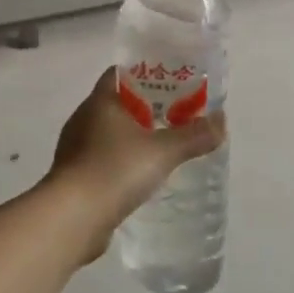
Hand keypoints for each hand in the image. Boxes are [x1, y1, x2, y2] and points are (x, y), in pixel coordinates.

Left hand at [42, 68, 224, 261]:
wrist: (71, 218)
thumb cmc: (114, 170)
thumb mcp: (162, 151)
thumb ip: (193, 136)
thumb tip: (221, 121)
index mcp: (100, 101)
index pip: (120, 74)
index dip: (145, 74)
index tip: (170, 82)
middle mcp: (83, 118)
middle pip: (117, 103)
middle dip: (144, 108)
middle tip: (176, 115)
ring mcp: (75, 148)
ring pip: (108, 133)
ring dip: (132, 137)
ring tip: (162, 147)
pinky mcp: (74, 176)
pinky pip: (102, 160)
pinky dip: (120, 162)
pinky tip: (140, 177)